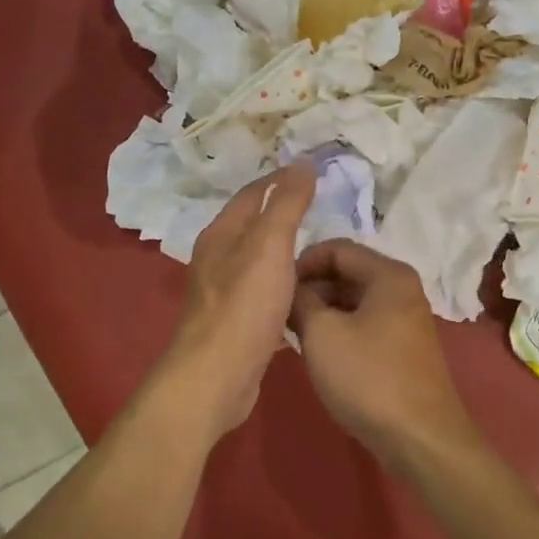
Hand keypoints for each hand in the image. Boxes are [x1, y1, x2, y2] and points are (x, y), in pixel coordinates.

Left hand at [161, 163, 315, 435]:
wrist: (216, 376)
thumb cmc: (243, 305)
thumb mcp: (270, 246)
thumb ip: (287, 204)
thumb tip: (302, 162)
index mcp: (221, 234)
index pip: (253, 192)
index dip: (281, 178)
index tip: (314, 170)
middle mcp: (217, 258)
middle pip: (253, 225)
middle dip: (284, 212)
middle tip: (323, 207)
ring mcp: (224, 292)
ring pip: (259, 260)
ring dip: (285, 250)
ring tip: (320, 247)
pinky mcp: (236, 323)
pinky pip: (264, 292)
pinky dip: (284, 283)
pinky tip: (305, 292)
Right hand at [290, 240, 475, 463]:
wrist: (420, 438)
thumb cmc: (368, 377)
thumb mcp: (322, 334)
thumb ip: (301, 301)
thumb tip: (293, 290)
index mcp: (388, 274)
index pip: (337, 248)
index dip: (302, 262)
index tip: (275, 287)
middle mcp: (402, 288)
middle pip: (347, 272)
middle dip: (311, 288)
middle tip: (279, 313)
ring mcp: (405, 318)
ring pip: (354, 300)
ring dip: (322, 311)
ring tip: (292, 333)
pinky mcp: (402, 346)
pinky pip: (364, 323)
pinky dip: (339, 329)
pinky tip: (318, 351)